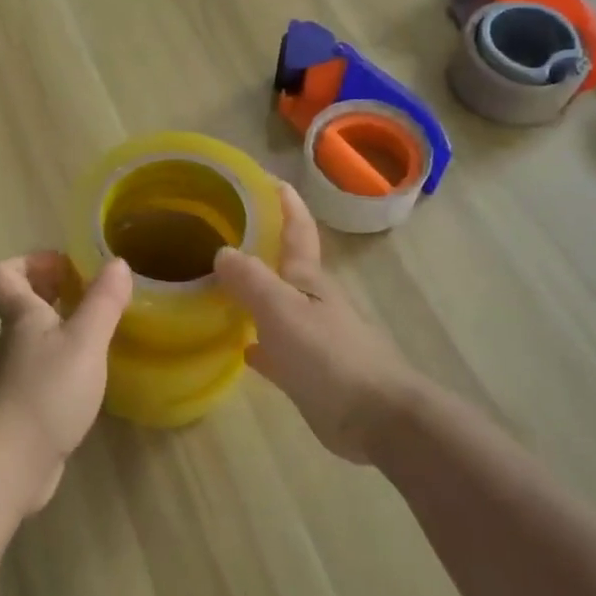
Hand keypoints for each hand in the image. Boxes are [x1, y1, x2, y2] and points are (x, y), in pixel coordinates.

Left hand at [0, 251, 131, 511]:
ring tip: (102, 328)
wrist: (9, 464)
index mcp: (22, 316)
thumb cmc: (46, 392)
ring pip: (36, 337)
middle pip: (22, 303)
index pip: (3, 275)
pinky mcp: (27, 407)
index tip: (66, 266)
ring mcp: (18, 376)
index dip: (30, 262)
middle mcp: (15, 341)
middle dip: (53, 290)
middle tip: (91, 292)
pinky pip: (46, 369)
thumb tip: (117, 263)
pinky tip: (94, 374)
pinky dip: (67, 361)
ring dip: (64, 325)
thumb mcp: (84, 342)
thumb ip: (102, 302)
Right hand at [213, 183, 423, 462]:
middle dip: (261, 245)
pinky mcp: (309, 372)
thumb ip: (251, 280)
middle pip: (284, 266)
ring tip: (219, 283)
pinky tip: (240, 346)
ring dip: (254, 293)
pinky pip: (276, 348)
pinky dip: (258, 342)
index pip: (297, 230)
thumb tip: (222, 251)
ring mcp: (312, 337)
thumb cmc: (329, 357)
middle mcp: (311, 302)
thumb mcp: (282, 311)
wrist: (376, 418)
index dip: (285, 202)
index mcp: (308, 280)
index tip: (267, 177)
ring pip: (276, 306)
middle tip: (224, 231)